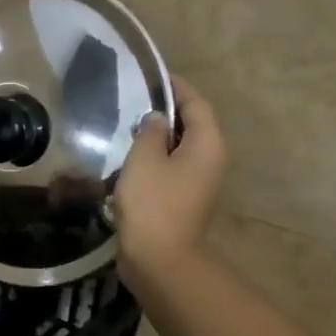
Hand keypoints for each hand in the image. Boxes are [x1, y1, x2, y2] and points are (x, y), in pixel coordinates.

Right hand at [115, 75, 227, 295]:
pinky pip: (170, 169)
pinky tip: (127, 159)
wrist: (159, 259)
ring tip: (125, 127)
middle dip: (164, 111)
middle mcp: (210, 160)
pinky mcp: (182, 200)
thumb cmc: (153, 202)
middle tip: (133, 100)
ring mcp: (198, 183)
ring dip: (156, 137)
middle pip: (190, 125)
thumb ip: (151, 130)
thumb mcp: (145, 157)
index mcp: (207, 144)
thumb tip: (157, 118)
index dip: (175, 87)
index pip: (196, 103)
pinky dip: (153, 159)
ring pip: (178, 148)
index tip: (151, 76)